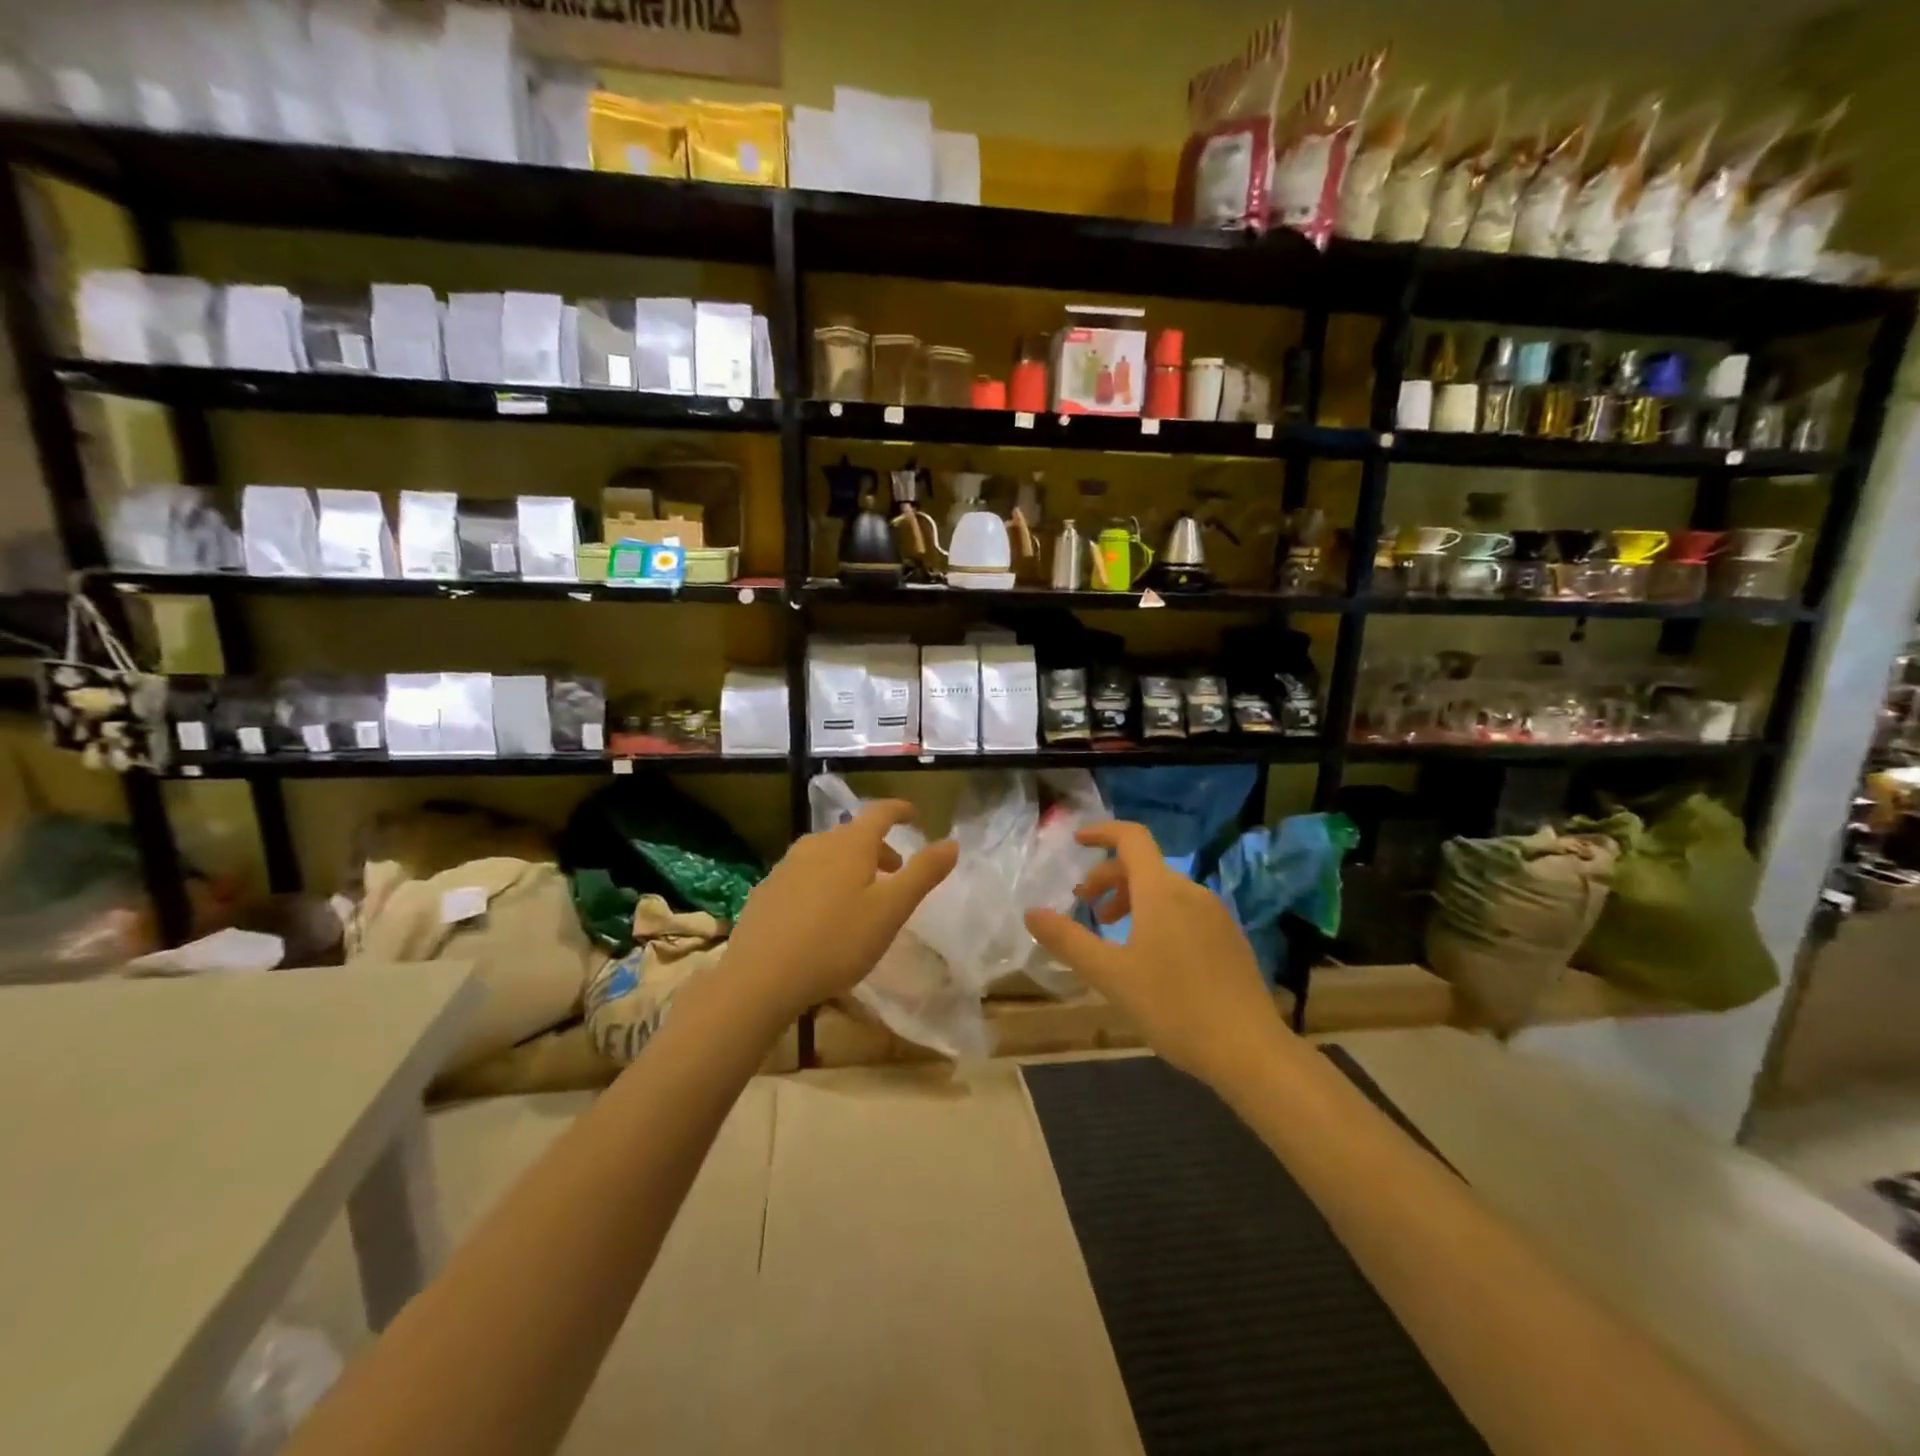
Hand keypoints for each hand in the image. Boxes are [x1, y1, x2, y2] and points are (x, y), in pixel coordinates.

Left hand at [727, 801, 957, 1022]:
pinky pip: (804, 874)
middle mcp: (816, 845)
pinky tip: (822, 915)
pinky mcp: (767, 891)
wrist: (759, 977)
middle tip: (894, 872)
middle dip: (877, 847)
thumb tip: (952, 843)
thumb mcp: (890, 911)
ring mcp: (786, 866)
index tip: (914, 816)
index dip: (900, 810)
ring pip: (826, 854)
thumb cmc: (836, 942)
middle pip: (853, 834)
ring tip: (860, 896)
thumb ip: (923, 874)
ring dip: (850, 865)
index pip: (880, 812)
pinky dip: (823, 882)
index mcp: (850, 844)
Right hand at [1024, 821, 1287, 1087]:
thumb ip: (1068, 941)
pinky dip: (1158, 915)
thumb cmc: (1173, 1006)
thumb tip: (1031, 912)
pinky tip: (1151, 956)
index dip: (1102, 832)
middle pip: (1144, 866)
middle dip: (1109, 878)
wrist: (1249, 1050)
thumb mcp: (1110, 975)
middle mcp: (1191, 891)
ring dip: (1132, 900)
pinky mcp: (1230, 938)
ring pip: (1165, 890)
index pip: (1132, 838)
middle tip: (1085, 907)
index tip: (1077, 841)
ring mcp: (1215, 914)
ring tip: (1114, 934)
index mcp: (1161, 891)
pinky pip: (1185, 910)